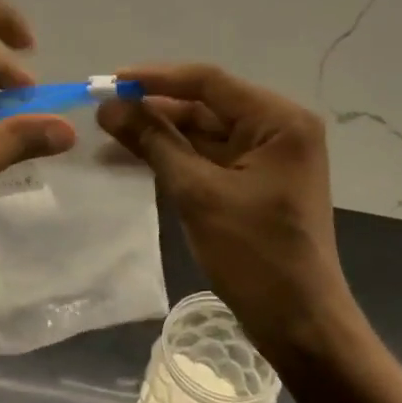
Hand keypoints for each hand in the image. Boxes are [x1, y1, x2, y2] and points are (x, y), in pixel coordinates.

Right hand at [98, 65, 352, 357]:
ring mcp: (267, 157)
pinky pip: (208, 159)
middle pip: (205, 106)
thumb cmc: (254, 254)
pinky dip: (174, 159)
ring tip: (108, 137)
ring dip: (159, 136)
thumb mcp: (198, 193)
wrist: (299, 323)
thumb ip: (154, 143)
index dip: (155, 79)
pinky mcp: (255, 182)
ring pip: (203, 133)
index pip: (208, 82)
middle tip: (102, 114)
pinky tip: (134, 158)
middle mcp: (278, 129)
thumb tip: (109, 108)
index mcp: (279, 120)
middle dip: (154, 110)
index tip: (110, 82)